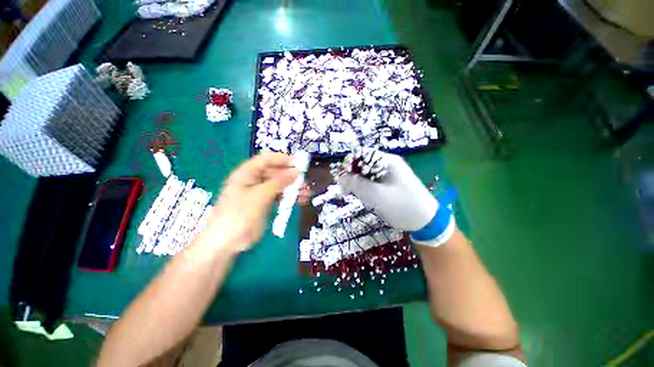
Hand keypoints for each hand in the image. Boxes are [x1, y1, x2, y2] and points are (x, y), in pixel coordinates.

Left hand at [196, 152, 297, 254]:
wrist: (227, 242)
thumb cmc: (239, 214)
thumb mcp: (260, 195)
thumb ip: (279, 182)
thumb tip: (296, 171)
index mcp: (247, 173)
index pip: (266, 159)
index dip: (282, 159)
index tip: (298, 163)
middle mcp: (254, 180)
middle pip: (275, 172)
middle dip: (290, 175)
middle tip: (305, 179)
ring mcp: (260, 193)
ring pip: (279, 185)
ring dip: (293, 187)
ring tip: (306, 191)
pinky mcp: (265, 204)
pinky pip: (280, 196)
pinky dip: (290, 197)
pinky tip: (301, 200)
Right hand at [336, 150, 437, 231]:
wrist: (427, 222)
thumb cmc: (403, 206)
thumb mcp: (377, 196)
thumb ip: (357, 185)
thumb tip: (340, 176)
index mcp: (387, 161)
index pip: (362, 154)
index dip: (350, 164)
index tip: (343, 179)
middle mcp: (388, 165)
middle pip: (364, 165)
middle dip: (355, 178)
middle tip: (353, 193)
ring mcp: (390, 175)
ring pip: (367, 175)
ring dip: (361, 186)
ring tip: (366, 200)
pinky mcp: (390, 184)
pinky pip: (373, 183)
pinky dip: (368, 191)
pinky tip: (371, 202)